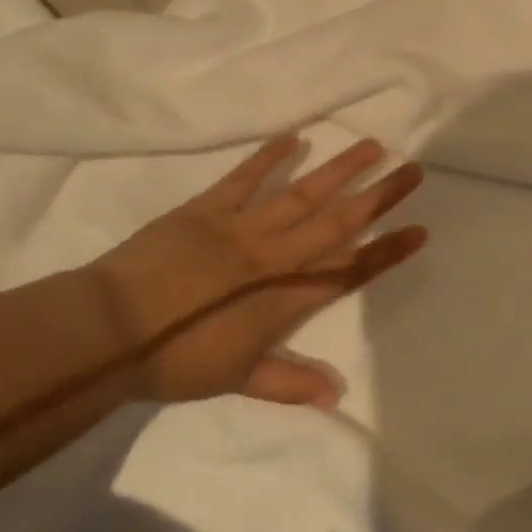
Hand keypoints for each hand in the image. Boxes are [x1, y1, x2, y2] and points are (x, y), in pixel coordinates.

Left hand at [86, 135, 426, 408]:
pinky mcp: (207, 208)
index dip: (386, 251)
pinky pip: (244, 177)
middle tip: (412, 169)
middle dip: (378, 196)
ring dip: (339, 169)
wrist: (112, 329)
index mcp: (285, 297)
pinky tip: (295, 137)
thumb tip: (334, 394)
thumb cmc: (175, 360)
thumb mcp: (235, 379)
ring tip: (372, 145)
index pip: (349, 270)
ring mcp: (241, 226)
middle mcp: (274, 255)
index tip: (418, 230)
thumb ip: (288, 382)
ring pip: (301, 192)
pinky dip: (269, 157)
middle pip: (337, 221)